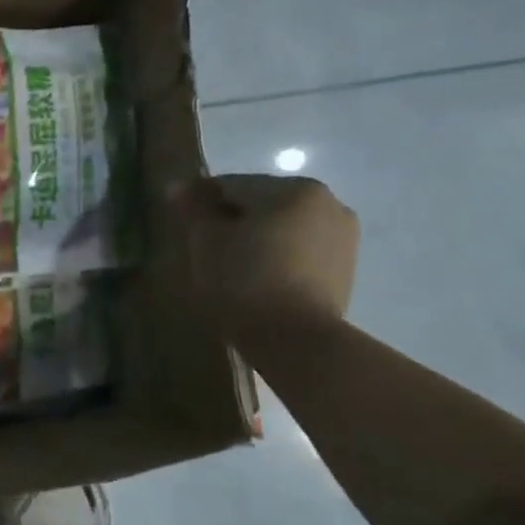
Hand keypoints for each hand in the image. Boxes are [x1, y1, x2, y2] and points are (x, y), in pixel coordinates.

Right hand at [167, 175, 358, 339]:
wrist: (295, 339)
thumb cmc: (243, 281)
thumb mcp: (206, 241)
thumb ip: (194, 209)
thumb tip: (179, 186)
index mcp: (292, 189)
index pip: (231, 185)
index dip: (200, 202)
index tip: (180, 223)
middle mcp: (326, 202)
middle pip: (261, 203)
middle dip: (232, 219)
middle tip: (204, 247)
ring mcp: (342, 235)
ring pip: (282, 225)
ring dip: (256, 236)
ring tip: (230, 264)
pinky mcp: (345, 265)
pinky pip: (300, 248)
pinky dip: (277, 254)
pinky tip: (258, 277)